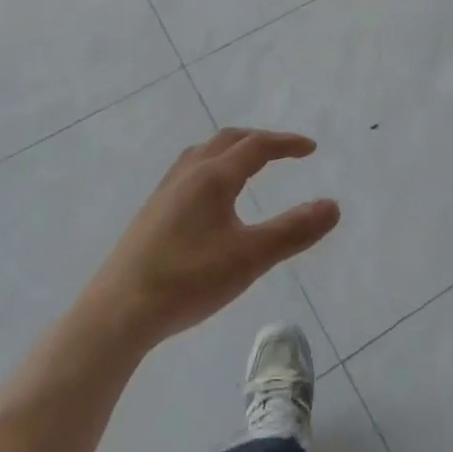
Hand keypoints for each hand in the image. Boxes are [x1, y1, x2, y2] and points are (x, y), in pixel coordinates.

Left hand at [87, 128, 340, 351]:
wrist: (119, 311)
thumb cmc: (189, 280)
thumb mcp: (250, 257)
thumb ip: (293, 231)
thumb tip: (333, 206)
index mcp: (213, 177)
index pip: (256, 146)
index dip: (286, 144)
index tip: (311, 148)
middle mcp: (188, 174)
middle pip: (228, 140)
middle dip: (259, 141)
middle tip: (284, 151)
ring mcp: (165, 192)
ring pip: (203, 153)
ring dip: (231, 150)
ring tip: (248, 165)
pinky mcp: (152, 212)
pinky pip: (188, 171)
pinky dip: (212, 167)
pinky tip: (210, 199)